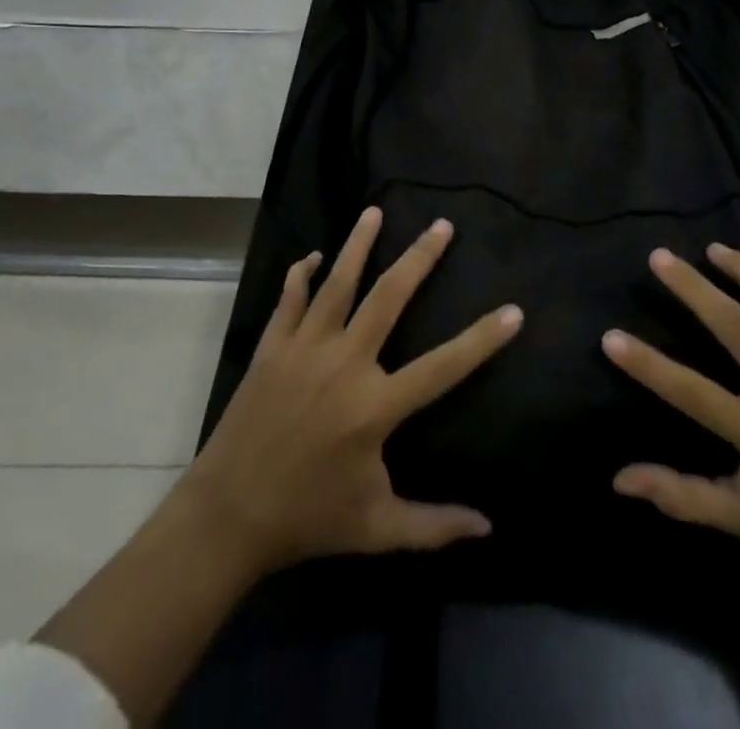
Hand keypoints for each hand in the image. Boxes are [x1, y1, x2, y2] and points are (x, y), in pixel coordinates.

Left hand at [177, 206, 523, 576]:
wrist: (226, 518)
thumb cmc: (307, 519)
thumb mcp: (376, 529)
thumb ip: (433, 525)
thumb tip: (487, 528)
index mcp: (374, 407)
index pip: (443, 367)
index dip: (481, 340)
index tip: (513, 311)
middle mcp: (343, 365)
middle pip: (388, 298)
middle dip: (419, 258)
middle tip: (441, 225)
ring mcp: (304, 350)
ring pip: (336, 284)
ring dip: (357, 246)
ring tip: (374, 211)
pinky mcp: (271, 349)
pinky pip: (288, 301)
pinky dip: (299, 276)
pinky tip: (310, 256)